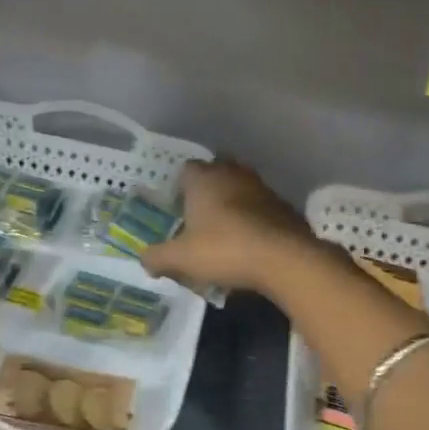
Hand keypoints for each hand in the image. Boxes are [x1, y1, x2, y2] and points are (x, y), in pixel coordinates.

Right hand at [141, 158, 317, 294]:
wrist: (284, 259)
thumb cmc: (224, 249)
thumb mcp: (181, 258)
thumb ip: (157, 257)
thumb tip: (143, 259)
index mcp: (204, 178)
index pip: (187, 169)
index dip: (180, 186)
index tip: (178, 207)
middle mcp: (233, 174)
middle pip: (216, 172)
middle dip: (208, 190)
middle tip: (200, 216)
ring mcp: (262, 187)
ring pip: (241, 188)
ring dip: (234, 203)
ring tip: (225, 231)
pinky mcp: (284, 206)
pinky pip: (262, 207)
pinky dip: (255, 219)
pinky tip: (251, 242)